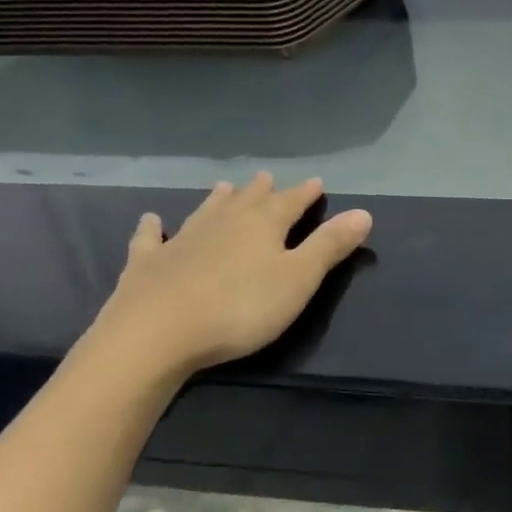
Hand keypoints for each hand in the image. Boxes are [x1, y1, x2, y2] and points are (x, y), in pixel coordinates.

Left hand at [84, 173, 372, 382]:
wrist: (156, 333)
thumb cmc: (240, 308)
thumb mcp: (299, 279)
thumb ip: (330, 246)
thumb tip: (364, 212)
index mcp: (263, 225)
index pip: (291, 202)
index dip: (305, 194)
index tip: (316, 183)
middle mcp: (223, 223)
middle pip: (248, 201)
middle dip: (262, 191)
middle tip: (268, 177)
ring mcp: (181, 240)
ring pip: (205, 211)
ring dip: (218, 199)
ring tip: (225, 187)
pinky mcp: (147, 264)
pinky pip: (151, 238)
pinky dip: (153, 228)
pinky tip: (151, 220)